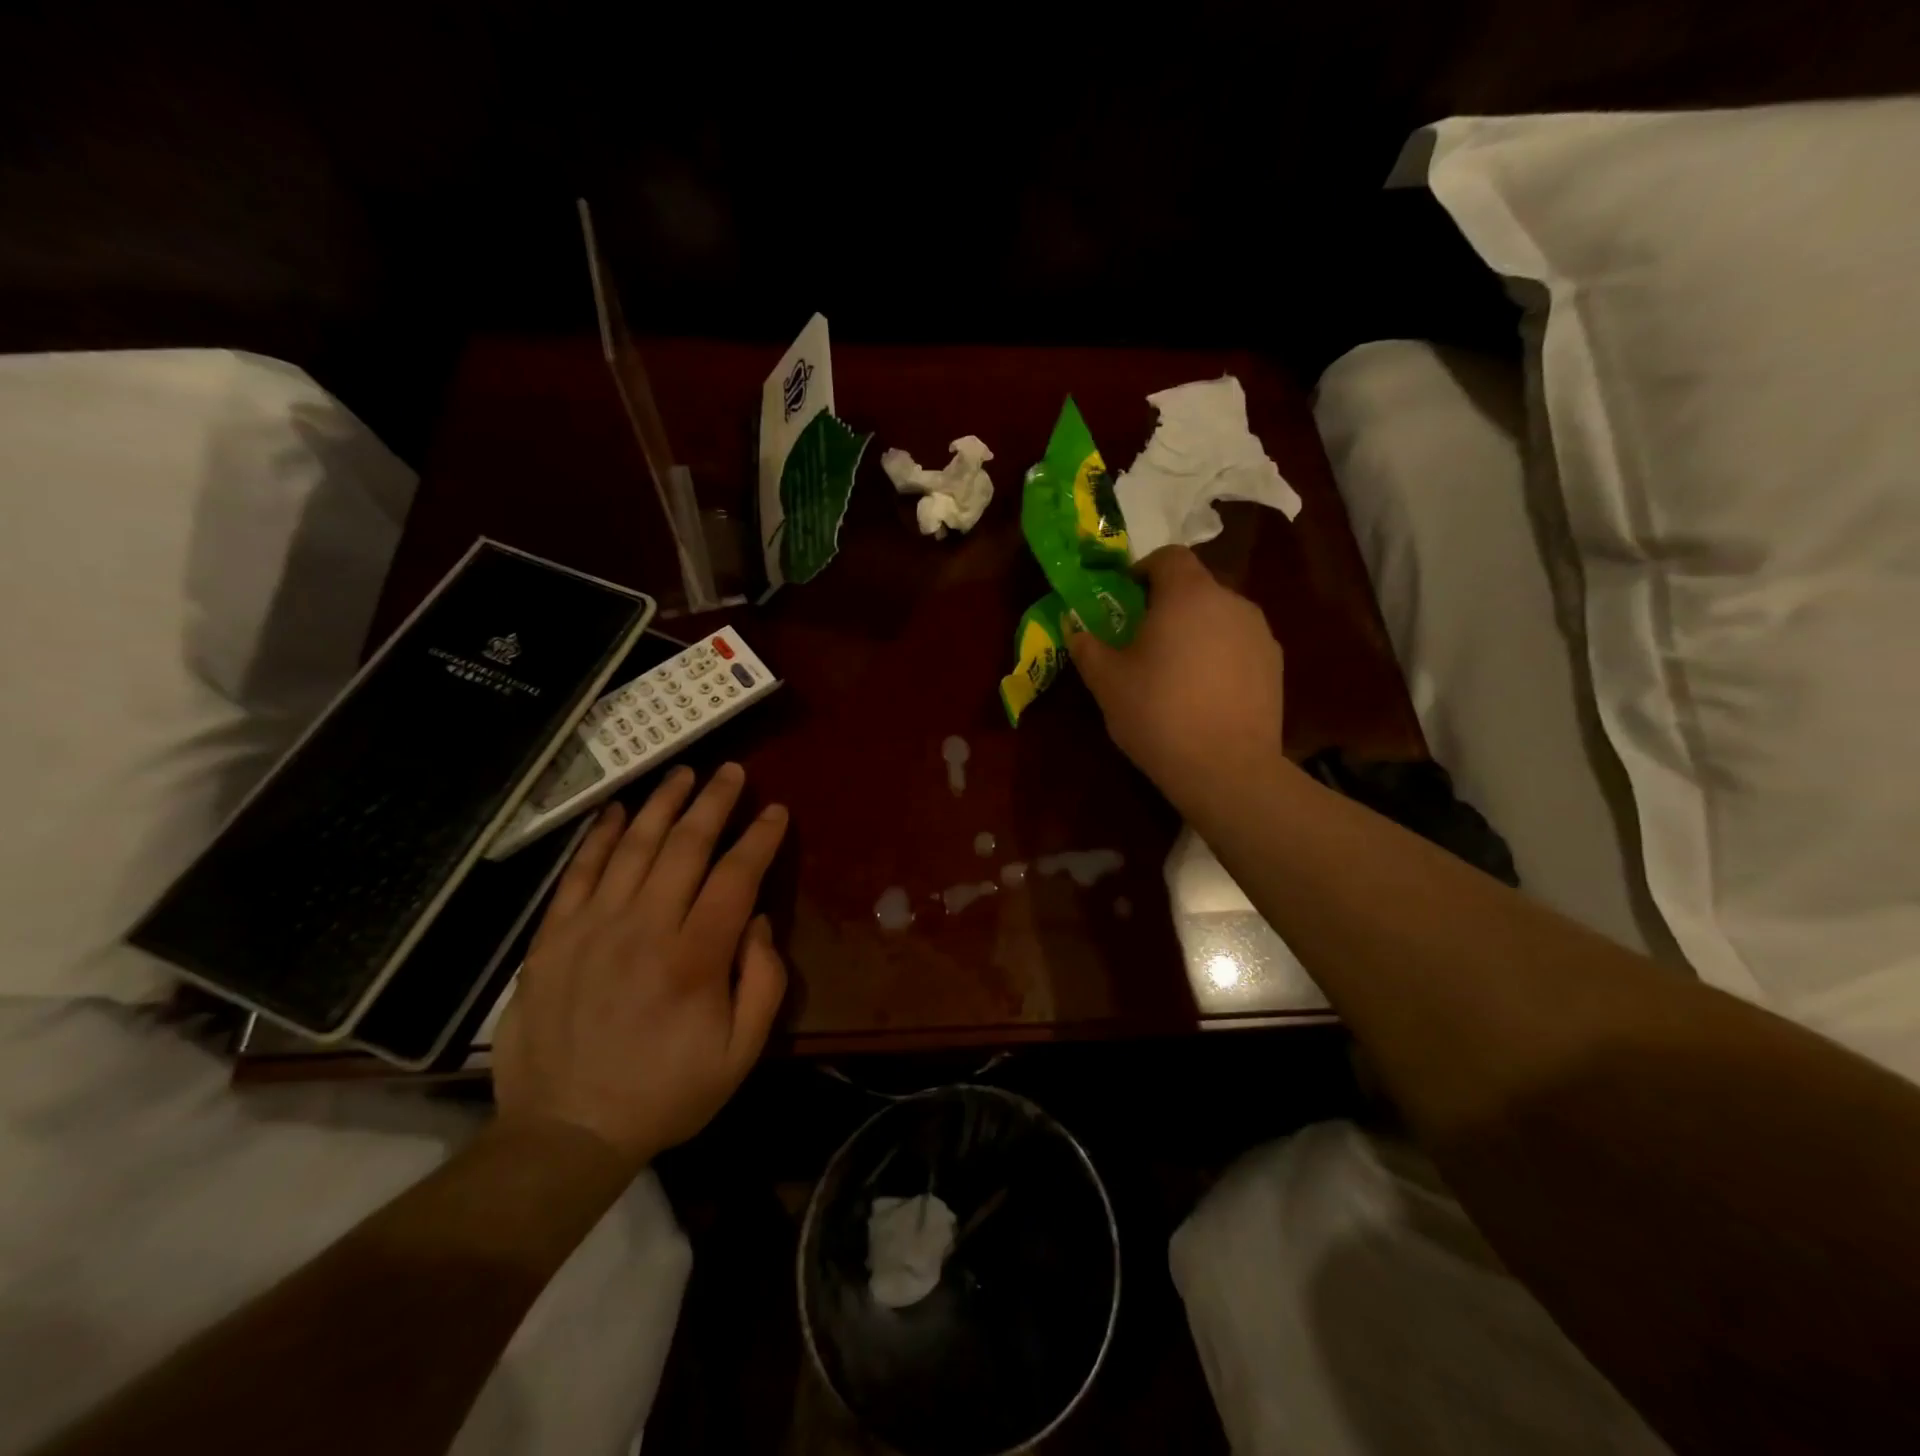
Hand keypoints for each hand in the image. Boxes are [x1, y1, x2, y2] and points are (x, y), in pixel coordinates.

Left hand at [493, 763, 788, 1169]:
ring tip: (682, 773)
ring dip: (662, 805)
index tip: (775, 810)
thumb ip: (763, 982)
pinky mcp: (554, 938)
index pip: (736, 876)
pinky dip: (600, 837)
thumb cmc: (666, 1091)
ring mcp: (594, 928)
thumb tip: (756, 920)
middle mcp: (646, 928)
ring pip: (634, 848)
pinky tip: (619, 810)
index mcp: (696, 958)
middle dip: (713, 802)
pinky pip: (578, 873)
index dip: (759, 838)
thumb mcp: (741, 1053)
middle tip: (731, 771)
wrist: (566, 1131)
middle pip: (686, 847)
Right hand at [1066, 545, 1286, 814]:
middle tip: (1143, 639)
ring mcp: (1259, 633)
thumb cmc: (1158, 714)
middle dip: (1168, 604)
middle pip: (1196, 586)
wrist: (1227, 769)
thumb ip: (1087, 646)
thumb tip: (1074, 628)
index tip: (1125, 596)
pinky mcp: (1275, 664)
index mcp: (1187, 595)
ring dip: (1196, 630)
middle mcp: (1230, 601)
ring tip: (1176, 670)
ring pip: (1219, 616)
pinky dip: (1220, 654)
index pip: (1168, 556)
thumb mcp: (1107, 682)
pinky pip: (1239, 644)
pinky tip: (1205, 692)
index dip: (1143, 569)